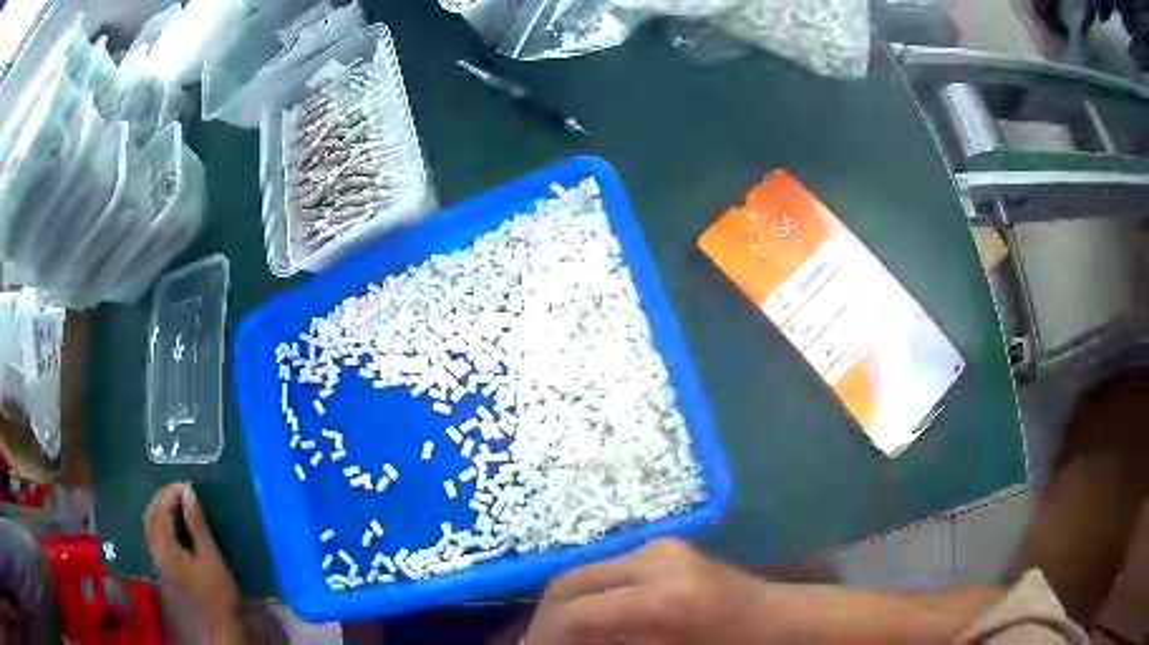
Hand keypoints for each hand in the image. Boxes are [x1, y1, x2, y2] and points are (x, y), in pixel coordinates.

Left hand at [143, 484, 239, 621]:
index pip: (161, 509)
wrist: (215, 628)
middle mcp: (154, 550)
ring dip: (159, 509)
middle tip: (180, 490)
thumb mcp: (211, 558)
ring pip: (149, 525)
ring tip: (176, 503)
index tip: (187, 485)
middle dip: (162, 497)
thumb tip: (188, 492)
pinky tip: (173, 525)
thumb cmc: (216, 594)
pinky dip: (160, 522)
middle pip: (150, 515)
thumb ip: (197, 525)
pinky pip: (153, 535)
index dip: (171, 493)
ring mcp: (156, 560)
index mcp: (164, 547)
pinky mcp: (162, 568)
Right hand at [523, 540, 766, 644]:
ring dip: (562, 604)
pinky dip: (587, 594)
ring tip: (556, 634)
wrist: (774, 618)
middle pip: (569, 582)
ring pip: (583, 572)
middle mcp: (655, 561)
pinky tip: (587, 618)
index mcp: (662, 598)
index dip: (542, 637)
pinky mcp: (662, 546)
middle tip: (535, 643)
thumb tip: (553, 644)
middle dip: (544, 617)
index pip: (575, 612)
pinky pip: (605, 569)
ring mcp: (659, 547)